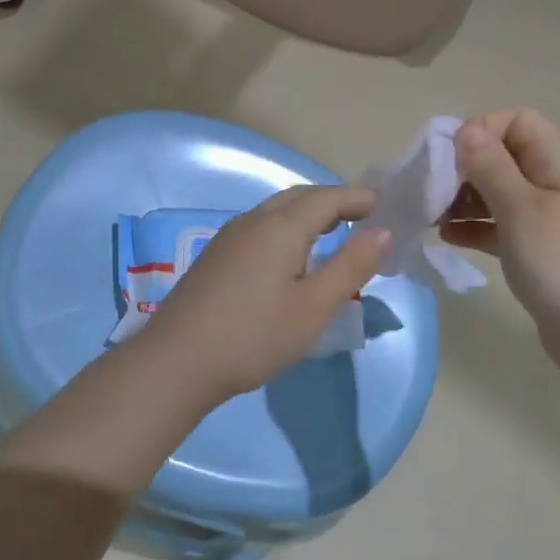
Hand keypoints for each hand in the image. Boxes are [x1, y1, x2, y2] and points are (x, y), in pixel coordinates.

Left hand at [140, 186, 389, 405]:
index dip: (357, 198)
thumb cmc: (254, 336)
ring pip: (275, 211)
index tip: (383, 206)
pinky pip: (260, 227)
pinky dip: (286, 229)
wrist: (176, 362)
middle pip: (299, 197)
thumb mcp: (314, 307)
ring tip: (331, 234)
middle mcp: (253, 221)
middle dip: (332, 202)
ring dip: (307, 214)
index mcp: (281, 227)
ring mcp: (228, 237)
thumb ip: (350, 266)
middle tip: (361, 217)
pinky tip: (290, 258)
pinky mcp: (215, 257)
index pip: (327, 197)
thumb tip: (381, 231)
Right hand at [441, 109, 559, 383]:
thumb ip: (490, 167)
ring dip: (464, 199)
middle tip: (432, 194)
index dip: (479, 132)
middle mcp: (554, 182)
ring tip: (432, 217)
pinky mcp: (539, 252)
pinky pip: (500, 227)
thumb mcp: (521, 208)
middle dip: (464, 169)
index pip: (515, 121)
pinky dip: (475, 228)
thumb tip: (465, 130)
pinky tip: (448, 238)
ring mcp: (548, 219)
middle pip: (502, 157)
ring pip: (498, 194)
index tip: (448, 162)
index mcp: (557, 161)